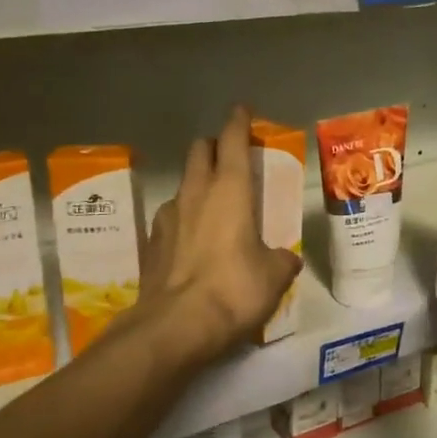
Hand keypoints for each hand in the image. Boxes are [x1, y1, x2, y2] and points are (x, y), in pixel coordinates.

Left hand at [130, 106, 303, 364]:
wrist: (174, 327)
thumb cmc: (234, 289)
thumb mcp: (274, 276)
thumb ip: (282, 260)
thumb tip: (285, 259)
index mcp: (230, 190)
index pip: (232, 141)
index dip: (238, 122)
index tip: (242, 110)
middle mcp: (195, 194)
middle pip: (199, 152)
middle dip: (214, 146)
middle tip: (230, 156)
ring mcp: (167, 217)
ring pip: (183, 185)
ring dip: (198, 184)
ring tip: (214, 205)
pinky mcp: (150, 244)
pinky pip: (170, 218)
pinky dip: (184, 219)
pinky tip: (193, 242)